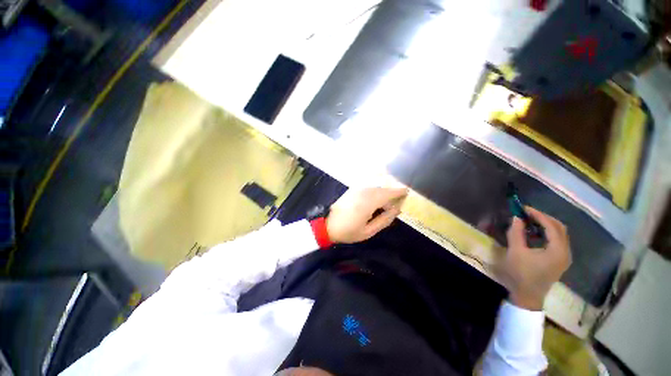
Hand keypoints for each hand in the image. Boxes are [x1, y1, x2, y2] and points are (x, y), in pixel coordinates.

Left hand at [327, 187, 407, 243]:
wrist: (327, 224)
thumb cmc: (348, 231)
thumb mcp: (368, 231)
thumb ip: (384, 220)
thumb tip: (397, 210)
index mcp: (369, 202)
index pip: (388, 193)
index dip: (399, 191)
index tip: (407, 192)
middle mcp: (364, 191)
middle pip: (383, 189)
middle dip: (391, 194)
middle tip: (395, 205)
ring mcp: (357, 189)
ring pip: (376, 187)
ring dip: (383, 193)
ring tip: (384, 206)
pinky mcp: (352, 189)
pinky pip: (368, 187)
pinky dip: (375, 191)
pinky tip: (375, 201)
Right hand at [498, 207, 571, 310]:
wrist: (527, 295)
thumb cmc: (521, 273)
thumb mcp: (515, 252)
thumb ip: (516, 233)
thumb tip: (517, 217)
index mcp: (557, 250)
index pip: (552, 226)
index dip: (538, 215)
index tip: (524, 209)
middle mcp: (565, 252)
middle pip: (560, 228)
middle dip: (544, 218)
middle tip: (527, 214)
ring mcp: (564, 257)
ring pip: (560, 234)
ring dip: (546, 225)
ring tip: (530, 222)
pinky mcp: (559, 261)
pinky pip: (557, 241)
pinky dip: (547, 234)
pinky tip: (535, 234)